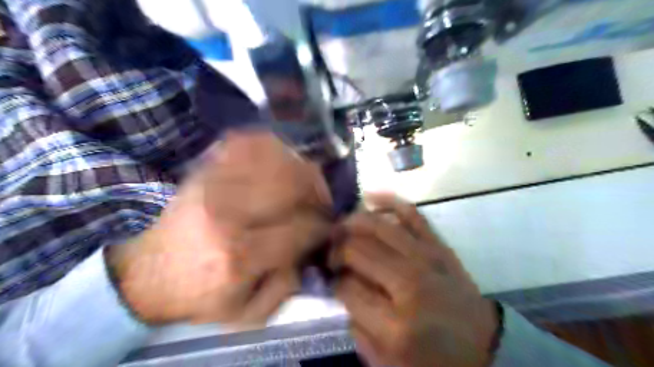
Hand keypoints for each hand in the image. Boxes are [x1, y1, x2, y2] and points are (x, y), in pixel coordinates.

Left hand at [106, 131, 333, 325]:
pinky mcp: (201, 170)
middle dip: (318, 191)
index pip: (301, 227)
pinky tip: (278, 160)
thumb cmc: (197, 296)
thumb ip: (287, 285)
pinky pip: (244, 143)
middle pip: (292, 183)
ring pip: (274, 157)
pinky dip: (269, 145)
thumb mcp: (247, 313)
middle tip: (320, 202)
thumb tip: (309, 249)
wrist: (142, 275)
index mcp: (239, 255)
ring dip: (299, 168)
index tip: (326, 228)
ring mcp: (211, 184)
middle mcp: (227, 212)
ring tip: (304, 181)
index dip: (322, 226)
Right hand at [329, 195, 497, 366]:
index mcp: (396, 325)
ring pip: (379, 227)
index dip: (333, 281)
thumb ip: (357, 328)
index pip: (347, 288)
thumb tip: (341, 288)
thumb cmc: (434, 359)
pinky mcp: (439, 246)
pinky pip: (412, 214)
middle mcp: (409, 285)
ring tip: (339, 227)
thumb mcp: (388, 362)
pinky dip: (390, 200)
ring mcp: (427, 259)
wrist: (484, 346)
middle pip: (359, 251)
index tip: (331, 279)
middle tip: (330, 253)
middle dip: (336, 249)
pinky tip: (369, 196)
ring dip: (352, 222)